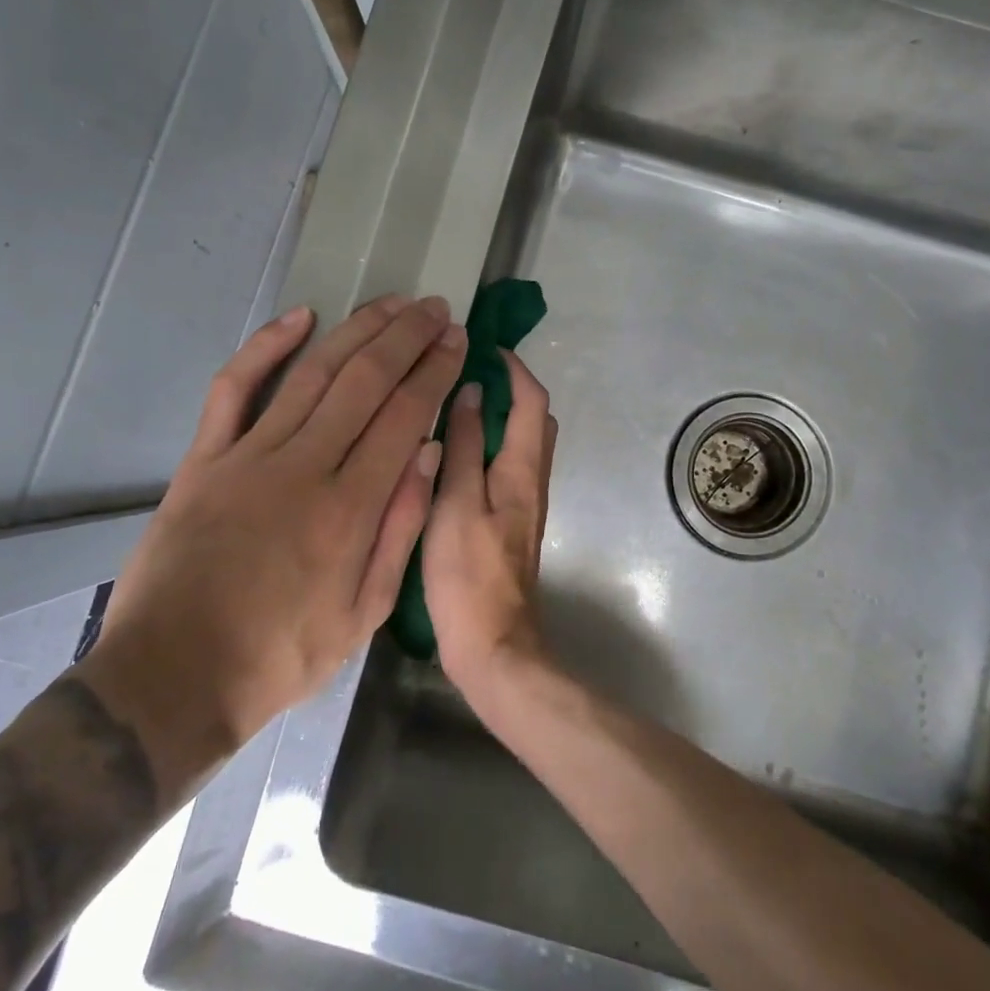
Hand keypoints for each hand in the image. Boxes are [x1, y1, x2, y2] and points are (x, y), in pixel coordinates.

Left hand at [79, 295, 466, 798]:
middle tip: (435, 308)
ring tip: (392, 303)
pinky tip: (301, 316)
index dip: (435, 370)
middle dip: (406, 337)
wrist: (172, 678)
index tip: (455, 340)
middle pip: (365, 380)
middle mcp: (304, 468)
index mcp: (351, 509)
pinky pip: (235, 388)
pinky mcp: (203, 459)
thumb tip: (429, 453)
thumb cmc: (280, 655)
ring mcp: (248, 457)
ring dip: (357, 330)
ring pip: (312, 373)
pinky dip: (266, 346)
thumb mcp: (364, 614)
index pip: (405, 415)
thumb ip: (401, 529)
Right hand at [421, 351, 557, 698]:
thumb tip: (471, 390)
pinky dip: (490, 445)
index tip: (484, 346)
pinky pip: (509, 466)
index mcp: (521, 468)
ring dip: (499, 416)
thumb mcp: (455, 503)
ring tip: (456, 405)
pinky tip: (457, 453)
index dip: (513, 368)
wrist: (494, 644)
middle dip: (510, 388)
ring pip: (522, 443)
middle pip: (533, 419)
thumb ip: (463, 445)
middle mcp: (532, 479)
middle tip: (467, 374)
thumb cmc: (469, 574)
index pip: (530, 400)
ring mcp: (526, 503)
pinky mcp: (513, 523)